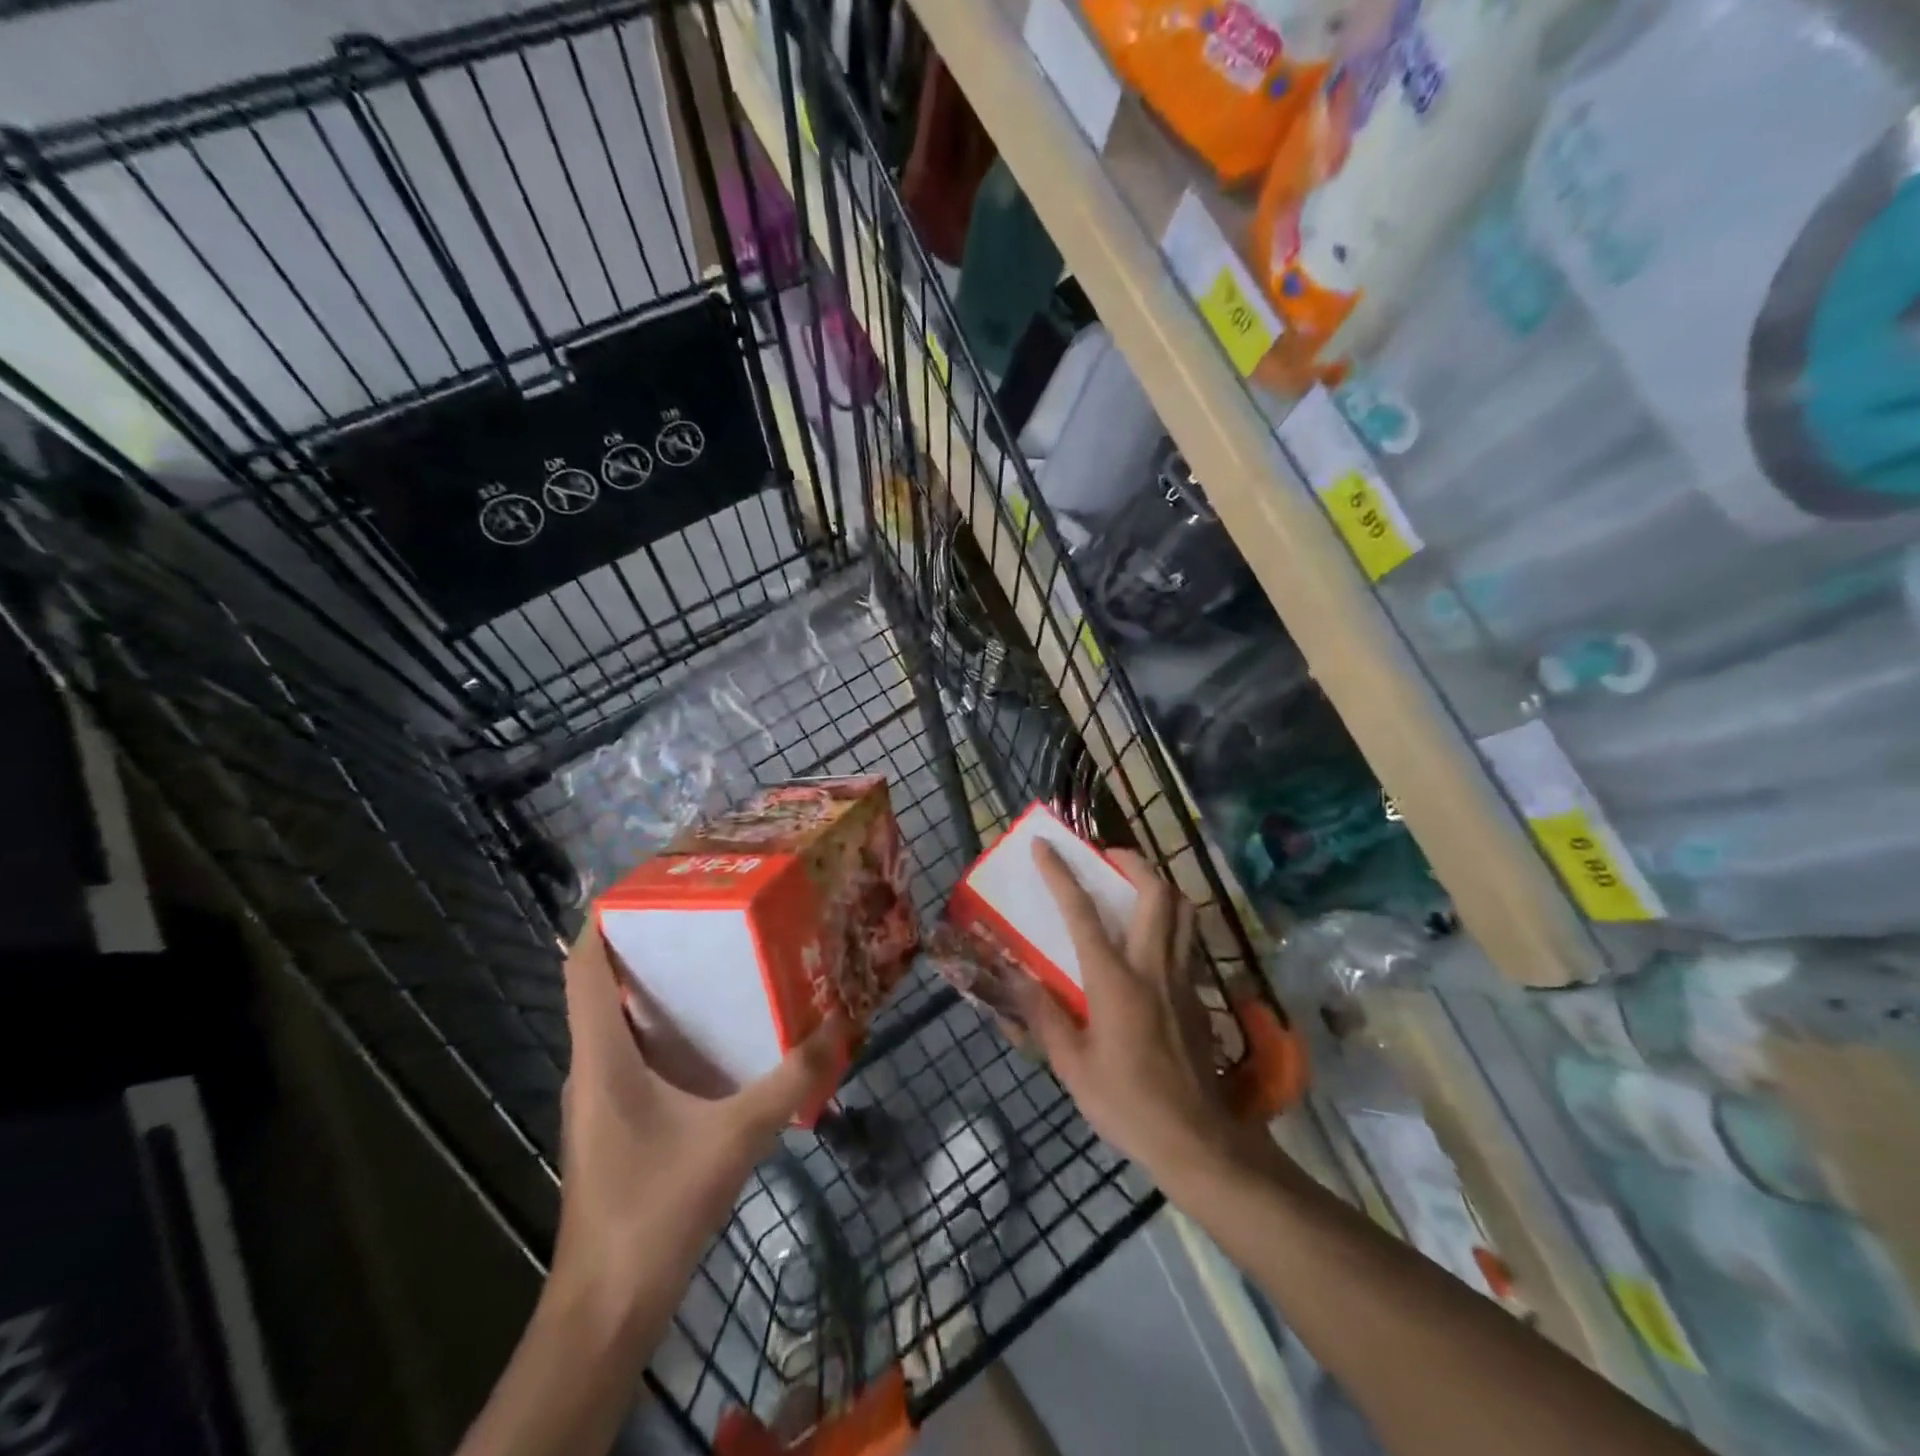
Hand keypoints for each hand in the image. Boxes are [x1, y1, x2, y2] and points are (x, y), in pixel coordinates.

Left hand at [552, 925, 843, 1328]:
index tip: (651, 884)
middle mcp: (593, 1065)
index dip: (605, 918)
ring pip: (619, 1019)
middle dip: (647, 942)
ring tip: (716, 956)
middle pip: (604, 984)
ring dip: (657, 986)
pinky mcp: (616, 1120)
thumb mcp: (735, 1137)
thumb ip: (789, 1081)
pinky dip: (665, 1027)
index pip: (583, 966)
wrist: (608, 1306)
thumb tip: (839, 1026)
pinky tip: (714, 1032)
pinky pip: (635, 1052)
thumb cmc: (656, 1208)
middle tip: (707, 911)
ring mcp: (600, 1096)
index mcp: (603, 1055)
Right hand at [1014, 843, 1273, 1190]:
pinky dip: (1171, 921)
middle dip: (1132, 861)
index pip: (1083, 912)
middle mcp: (1154, 967)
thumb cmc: (1127, 1104)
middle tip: (1105, 859)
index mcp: (1115, 981)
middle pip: (1157, 892)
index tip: (1045, 845)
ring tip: (1131, 888)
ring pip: (1184, 910)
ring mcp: (1183, 979)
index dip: (1061, 873)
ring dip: (1158, 886)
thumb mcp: (1072, 1066)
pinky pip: (1188, 941)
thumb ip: (1043, 1015)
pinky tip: (1150, 941)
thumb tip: (1014, 977)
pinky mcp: (1199, 996)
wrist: (1197, 1141)